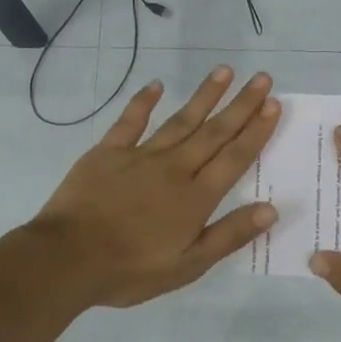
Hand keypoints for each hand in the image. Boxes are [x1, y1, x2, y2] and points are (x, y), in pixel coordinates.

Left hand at [30, 66, 280, 307]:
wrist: (67, 259)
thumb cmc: (131, 270)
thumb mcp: (188, 265)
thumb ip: (229, 235)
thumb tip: (271, 209)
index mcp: (196, 198)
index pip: (234, 158)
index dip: (256, 131)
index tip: (274, 104)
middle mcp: (174, 169)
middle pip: (213, 132)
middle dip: (241, 105)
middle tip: (262, 78)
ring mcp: (140, 156)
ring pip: (180, 120)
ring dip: (204, 96)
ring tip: (224, 71)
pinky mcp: (108, 153)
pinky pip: (130, 122)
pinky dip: (143, 102)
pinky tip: (156, 85)